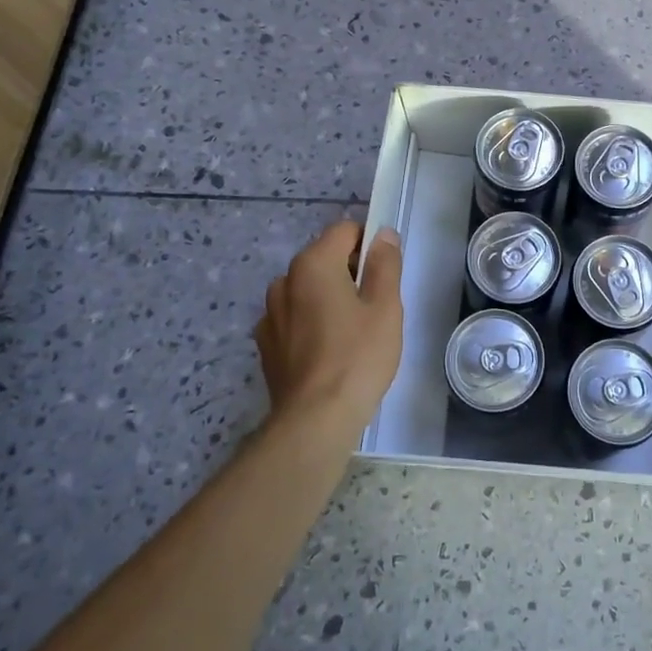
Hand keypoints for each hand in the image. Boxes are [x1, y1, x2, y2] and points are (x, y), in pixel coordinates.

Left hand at [253, 221, 403, 441]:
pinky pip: (293, 318)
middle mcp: (284, 280)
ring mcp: (269, 314)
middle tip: (374, 306)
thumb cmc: (358, 356)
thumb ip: (385, 263)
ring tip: (351, 332)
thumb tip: (383, 235)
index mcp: (313, 264)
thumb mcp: (386, 306)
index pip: (344, 230)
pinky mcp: (265, 344)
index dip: (369, 243)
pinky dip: (310, 323)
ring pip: (307, 289)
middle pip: (324, 258)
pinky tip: (327, 351)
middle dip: (349, 272)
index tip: (385, 272)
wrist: (314, 420)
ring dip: (328, 297)